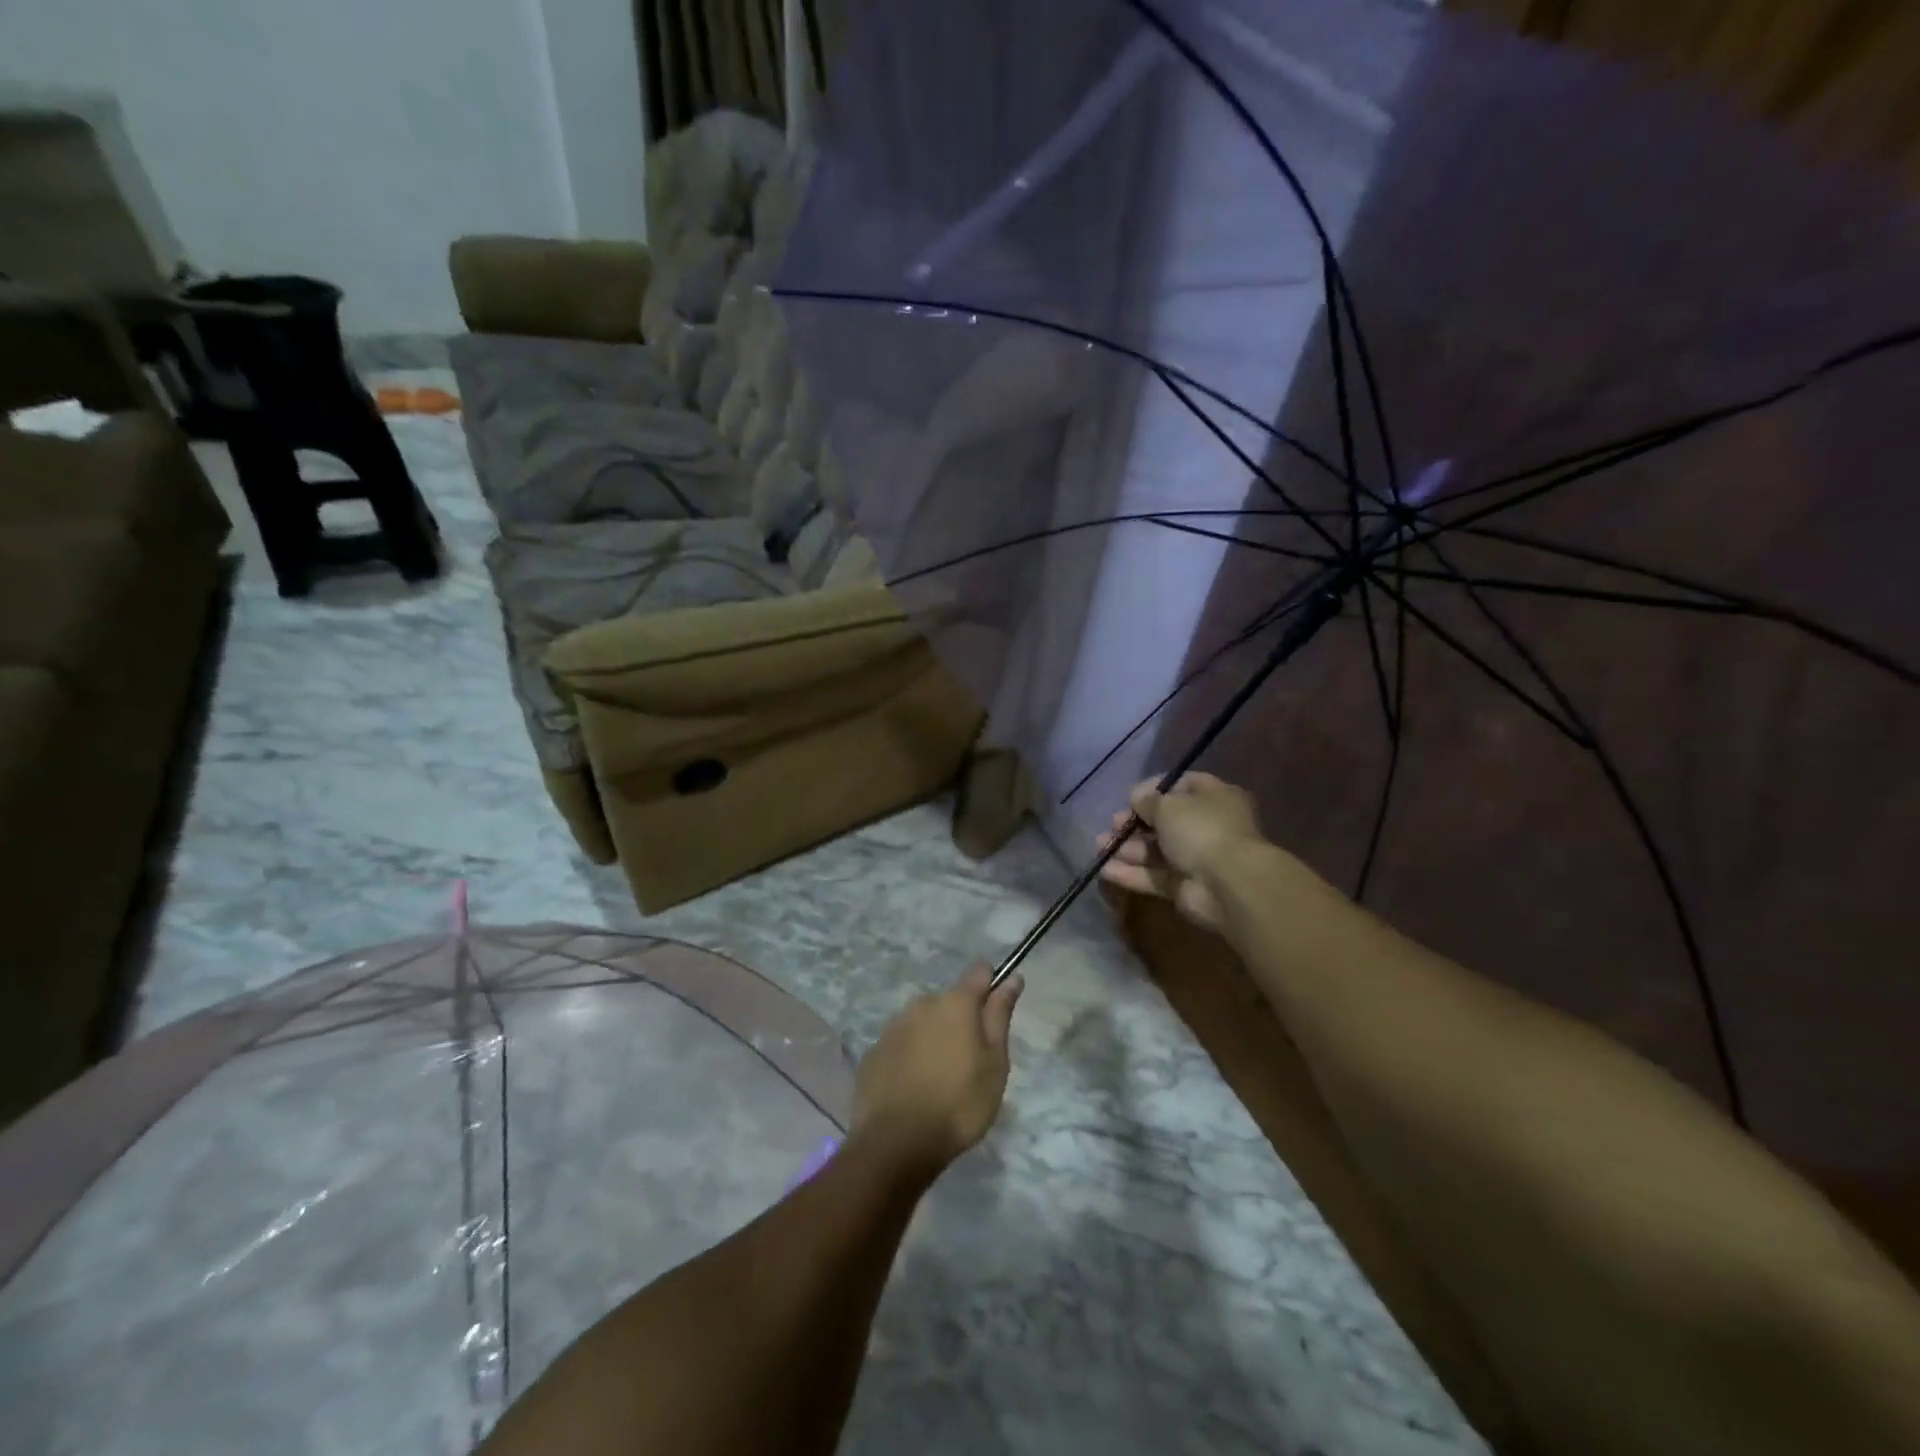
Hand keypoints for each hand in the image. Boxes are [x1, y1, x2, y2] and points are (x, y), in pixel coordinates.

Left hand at [851, 965, 1024, 1182]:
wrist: (896, 1143)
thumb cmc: (959, 1103)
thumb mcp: (995, 1063)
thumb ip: (1000, 1015)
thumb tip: (1012, 978)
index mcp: (955, 1002)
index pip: (979, 972)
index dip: (992, 985)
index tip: (997, 1011)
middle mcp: (921, 1004)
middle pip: (949, 1001)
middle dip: (961, 1021)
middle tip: (971, 1062)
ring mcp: (893, 1027)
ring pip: (923, 1022)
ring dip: (934, 1038)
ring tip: (941, 1080)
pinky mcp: (873, 1053)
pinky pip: (901, 1045)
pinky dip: (911, 1058)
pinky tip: (915, 1089)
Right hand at [1098, 772, 1263, 930]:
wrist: (1229, 884)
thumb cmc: (1201, 830)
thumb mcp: (1169, 805)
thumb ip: (1148, 800)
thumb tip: (1137, 797)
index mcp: (1215, 798)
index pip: (1183, 786)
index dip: (1155, 789)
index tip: (1131, 796)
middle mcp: (1208, 826)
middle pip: (1166, 821)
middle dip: (1136, 822)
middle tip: (1113, 824)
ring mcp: (1198, 859)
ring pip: (1157, 850)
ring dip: (1128, 848)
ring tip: (1100, 846)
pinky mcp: (1185, 887)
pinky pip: (1154, 876)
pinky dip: (1132, 873)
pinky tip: (1105, 869)